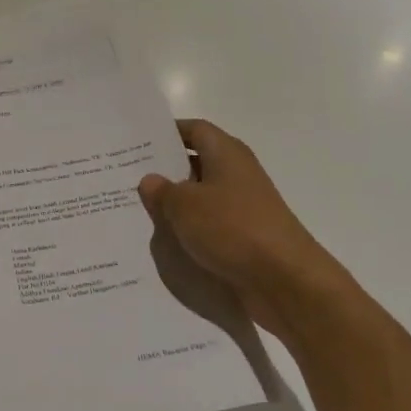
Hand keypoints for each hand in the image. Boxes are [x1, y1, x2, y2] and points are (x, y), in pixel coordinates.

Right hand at [138, 120, 352, 334]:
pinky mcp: (244, 236)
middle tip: (126, 175)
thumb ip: (161, 190)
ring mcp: (242, 206)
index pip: (194, 130)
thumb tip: (150, 180)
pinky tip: (163, 238)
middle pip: (196, 162)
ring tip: (137, 207)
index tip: (137, 140)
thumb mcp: (184, 205)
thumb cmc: (232, 228)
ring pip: (200, 196)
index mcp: (226, 153)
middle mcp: (236, 173)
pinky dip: (189, 228)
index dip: (167, 132)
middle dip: (164, 169)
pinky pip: (209, 224)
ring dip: (174, 202)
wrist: (285, 281)